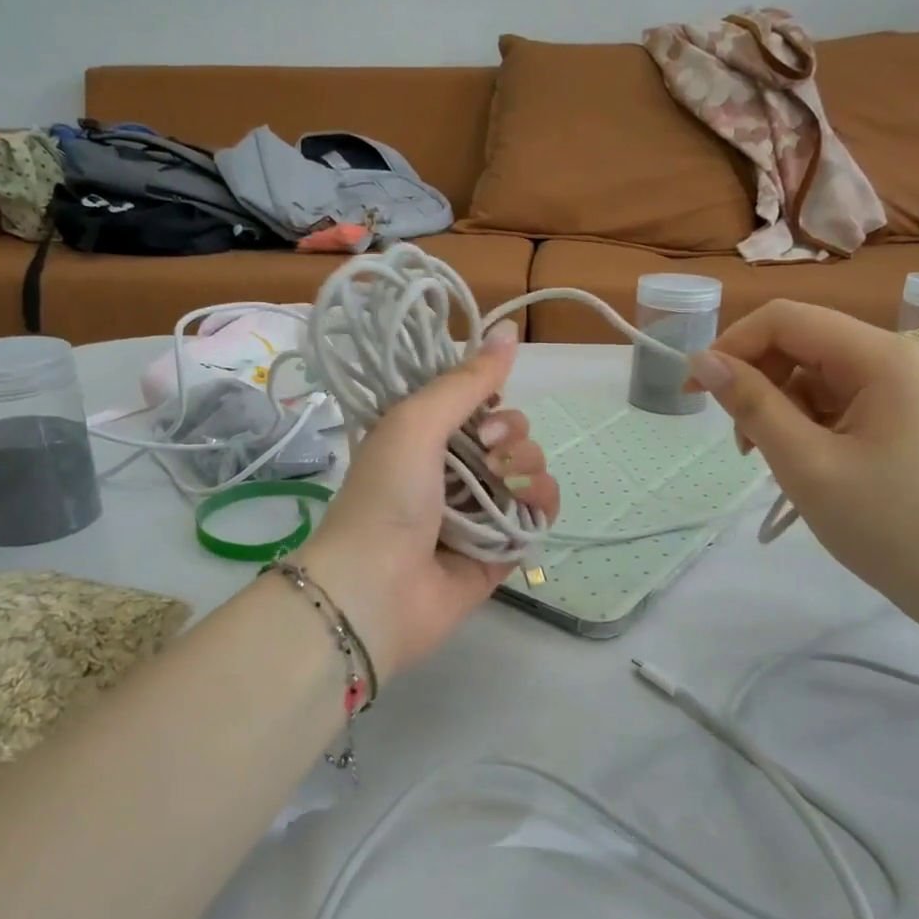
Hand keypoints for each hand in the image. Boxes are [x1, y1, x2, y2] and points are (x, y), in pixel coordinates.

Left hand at [297, 322, 559, 676]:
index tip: (482, 411)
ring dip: (529, 466)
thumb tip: (510, 329)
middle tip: (486, 453)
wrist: (377, 589)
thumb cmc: (387, 496)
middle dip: (511, 435)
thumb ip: (466, 381)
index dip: (491, 399)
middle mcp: (454, 469)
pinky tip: (527, 503)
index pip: (479, 402)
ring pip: (529, 468)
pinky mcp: (503, 546)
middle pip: (510, 434)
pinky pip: (540, 511)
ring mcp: (480, 509)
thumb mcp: (416, 422)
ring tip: (503, 484)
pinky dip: (542, 501)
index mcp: (426, 436)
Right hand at [687, 302, 918, 630]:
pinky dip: (806, 423)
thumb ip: (752, 405)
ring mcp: (904, 385)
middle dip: (757, 382)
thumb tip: (703, 361)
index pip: (785, 319)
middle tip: (741, 443)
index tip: (696, 392)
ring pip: (814, 374)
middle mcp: (896, 356)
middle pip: (800, 343)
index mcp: (881, 356)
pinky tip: (803, 462)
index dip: (731, 346)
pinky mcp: (903, 413)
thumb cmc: (891, 526)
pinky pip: (836, 399)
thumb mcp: (806, 464)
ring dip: (779, 408)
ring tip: (772, 460)